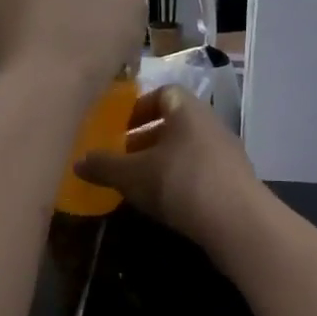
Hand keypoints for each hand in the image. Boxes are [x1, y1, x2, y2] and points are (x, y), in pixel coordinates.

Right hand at [75, 86, 266, 255]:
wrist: (238, 222)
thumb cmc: (180, 183)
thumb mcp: (132, 175)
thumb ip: (104, 166)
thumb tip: (78, 162)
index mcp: (187, 109)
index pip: (163, 93)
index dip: (139, 107)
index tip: (120, 128)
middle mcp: (211, 123)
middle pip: (175, 123)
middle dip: (147, 139)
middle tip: (124, 159)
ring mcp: (228, 153)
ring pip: (188, 149)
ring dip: (164, 162)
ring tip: (141, 185)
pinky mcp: (236, 181)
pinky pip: (202, 172)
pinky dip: (182, 181)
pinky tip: (168, 204)